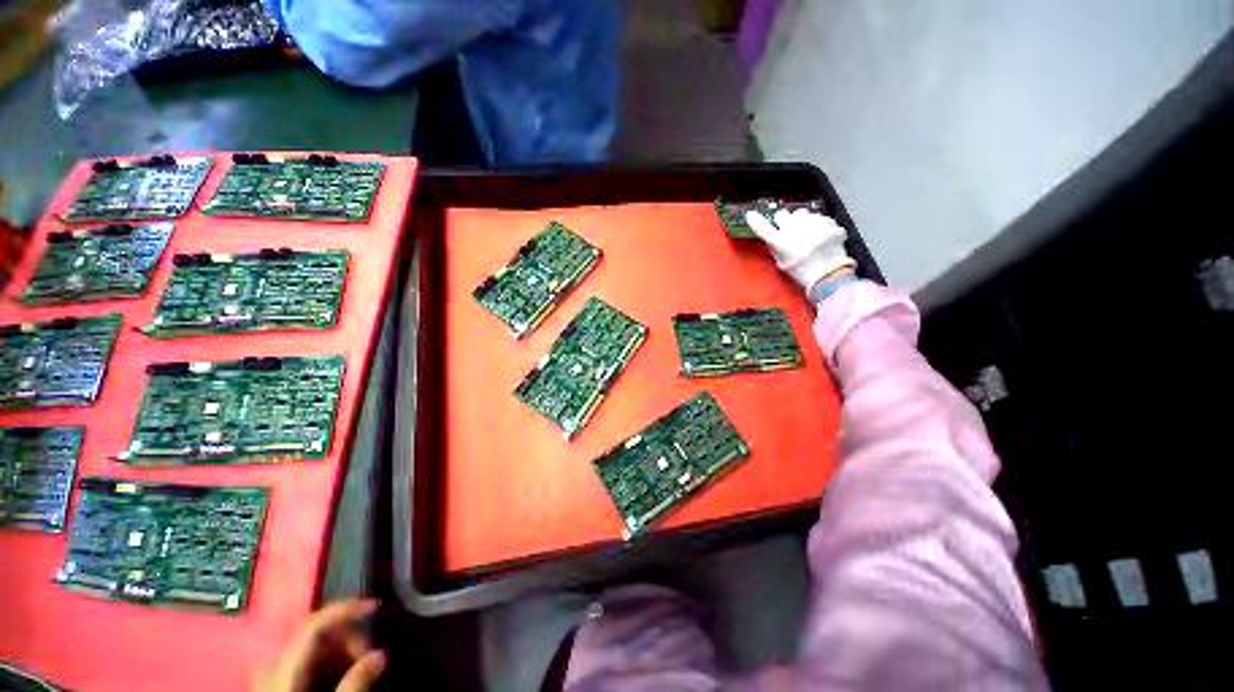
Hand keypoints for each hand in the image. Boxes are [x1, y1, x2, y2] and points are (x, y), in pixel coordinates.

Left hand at [257, 599, 385, 691]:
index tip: (374, 607)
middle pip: (310, 633)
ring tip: (354, 665)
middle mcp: (270, 667)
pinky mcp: (270, 687)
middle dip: (344, 636)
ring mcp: (266, 678)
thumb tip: (381, 654)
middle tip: (367, 653)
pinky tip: (335, 675)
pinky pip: (298, 661)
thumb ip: (354, 684)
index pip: (313, 624)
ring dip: (335, 649)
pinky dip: (322, 661)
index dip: (345, 609)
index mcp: (283, 671)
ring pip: (305, 647)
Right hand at [745, 207, 855, 293]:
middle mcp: (793, 227)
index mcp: (780, 241)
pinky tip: (820, 234)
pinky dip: (817, 224)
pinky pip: (818, 217)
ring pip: (801, 213)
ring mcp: (811, 221)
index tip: (751, 215)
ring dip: (800, 219)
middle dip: (782, 220)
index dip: (755, 220)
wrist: (830, 273)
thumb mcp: (782, 264)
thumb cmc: (802, 272)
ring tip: (806, 231)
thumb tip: (771, 238)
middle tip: (786, 228)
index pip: (762, 227)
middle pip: (782, 214)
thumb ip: (775, 249)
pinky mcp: (827, 220)